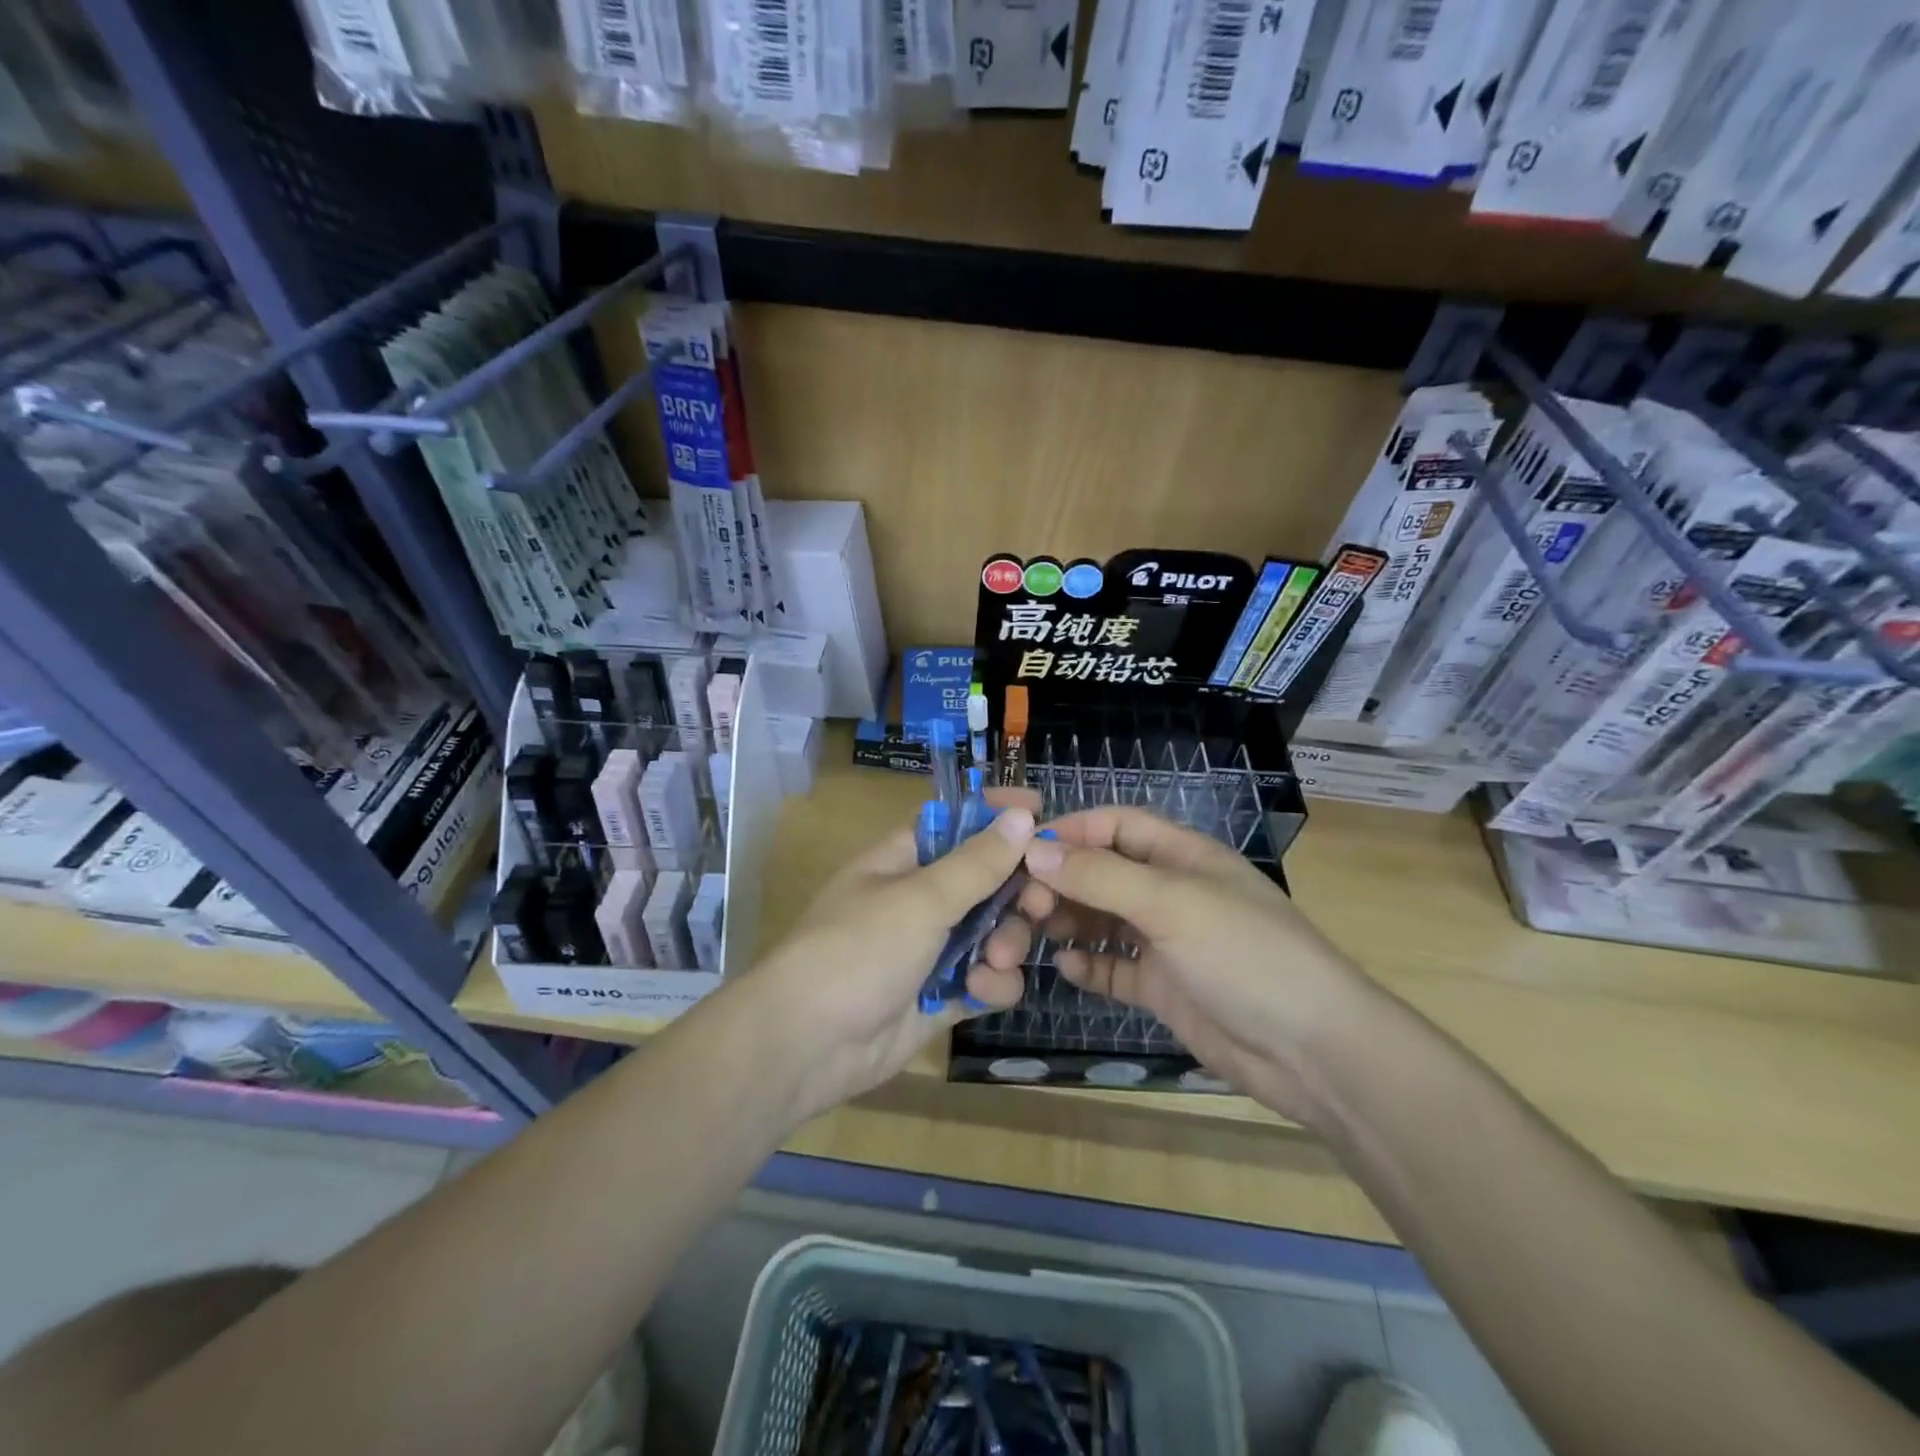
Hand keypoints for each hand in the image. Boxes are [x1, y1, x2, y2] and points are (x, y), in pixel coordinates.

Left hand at [744, 791, 1040, 1121]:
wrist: (808, 1045)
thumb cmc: (859, 950)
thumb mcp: (920, 898)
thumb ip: (977, 862)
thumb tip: (1022, 815)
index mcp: (903, 860)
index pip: (956, 822)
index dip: (994, 814)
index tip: (1040, 809)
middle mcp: (920, 899)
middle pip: (987, 880)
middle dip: (1016, 891)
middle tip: (1040, 902)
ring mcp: (931, 950)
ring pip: (994, 932)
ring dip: (1006, 943)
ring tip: (996, 958)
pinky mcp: (942, 996)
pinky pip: (986, 980)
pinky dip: (991, 985)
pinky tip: (979, 993)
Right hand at [1018, 807, 1374, 1123]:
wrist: (1312, 1051)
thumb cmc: (1246, 955)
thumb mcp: (1172, 904)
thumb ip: (1102, 876)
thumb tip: (1034, 851)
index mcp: (1183, 856)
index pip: (1117, 825)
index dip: (1072, 830)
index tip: (1024, 848)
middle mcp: (1171, 892)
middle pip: (1104, 872)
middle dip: (1062, 881)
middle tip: (1023, 903)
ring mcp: (1168, 941)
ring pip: (1104, 919)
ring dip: (1069, 921)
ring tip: (1032, 932)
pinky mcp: (1164, 987)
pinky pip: (1114, 968)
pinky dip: (1090, 965)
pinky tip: (1066, 969)